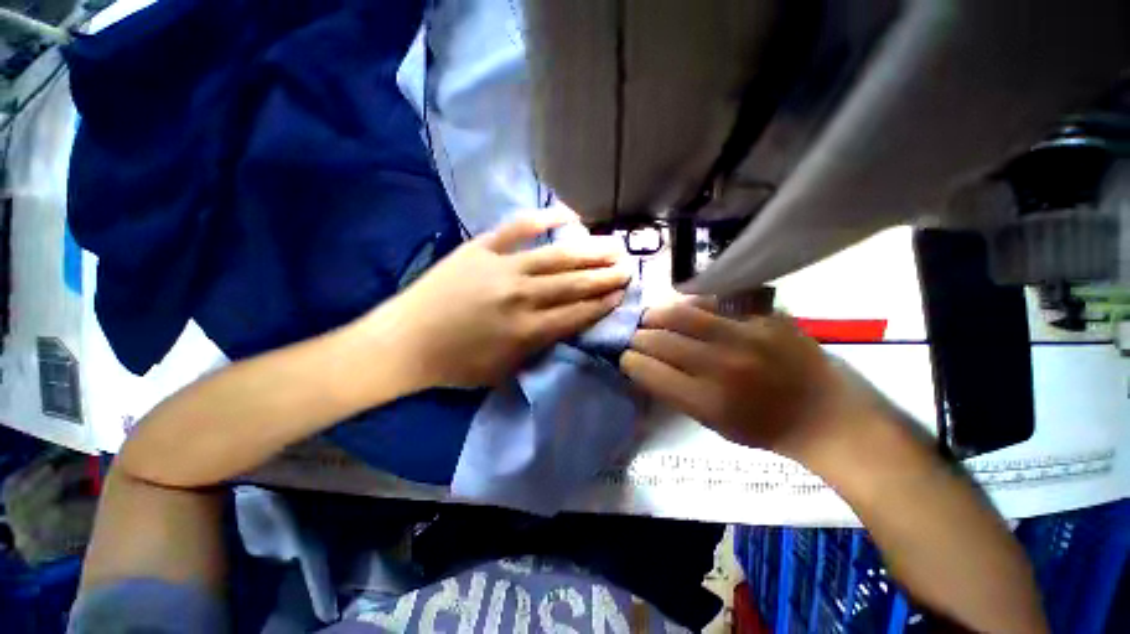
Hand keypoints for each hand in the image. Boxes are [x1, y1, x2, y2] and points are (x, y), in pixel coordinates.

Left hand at [369, 210, 629, 388]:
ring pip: (556, 257)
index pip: (577, 313)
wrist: (406, 342)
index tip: (622, 294)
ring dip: (588, 252)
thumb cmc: (456, 364)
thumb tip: (567, 327)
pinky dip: (543, 219)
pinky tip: (567, 216)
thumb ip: (540, 348)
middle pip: (574, 284)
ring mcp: (502, 267)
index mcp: (528, 330)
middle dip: (605, 276)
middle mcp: (522, 296)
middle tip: (628, 268)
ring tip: (612, 247)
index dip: (603, 303)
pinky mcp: (481, 248)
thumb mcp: (505, 370)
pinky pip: (518, 228)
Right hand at [621, 300, 880, 463]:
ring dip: (656, 315)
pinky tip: (686, 309)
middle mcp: (721, 366)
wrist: (824, 414)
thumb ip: (674, 392)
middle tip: (635, 337)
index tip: (626, 358)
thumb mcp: (711, 424)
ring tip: (652, 319)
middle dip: (637, 337)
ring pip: (679, 313)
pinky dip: (691, 304)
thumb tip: (644, 364)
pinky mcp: (763, 316)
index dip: (629, 361)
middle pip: (658, 339)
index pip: (648, 370)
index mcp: (707, 401)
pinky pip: (713, 300)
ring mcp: (744, 336)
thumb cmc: (763, 428)